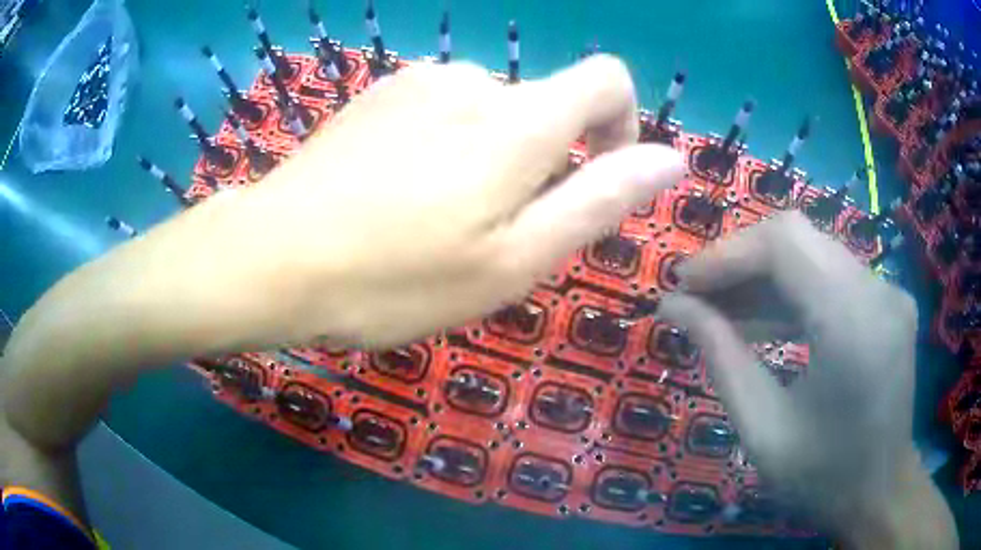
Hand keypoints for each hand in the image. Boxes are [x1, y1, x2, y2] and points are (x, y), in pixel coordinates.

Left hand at [2, 55, 682, 448]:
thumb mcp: (512, 260)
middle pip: (544, 110)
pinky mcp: (378, 97)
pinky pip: (443, 114)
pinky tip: (399, 199)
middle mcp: (472, 82)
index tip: (595, 175)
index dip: (621, 123)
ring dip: (491, 165)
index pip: (606, 78)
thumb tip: (669, 159)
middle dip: (541, 169)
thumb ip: (599, 199)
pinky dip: (448, 152)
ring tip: (436, 227)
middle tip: (487, 239)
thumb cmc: (391, 277)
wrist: (268, 259)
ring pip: (491, 116)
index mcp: (516, 120)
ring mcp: (417, 84)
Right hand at [659, 212, 955, 547]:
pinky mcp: (888, 301)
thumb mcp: (762, 430)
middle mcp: (878, 292)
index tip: (685, 283)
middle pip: (799, 238)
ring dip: (765, 277)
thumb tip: (674, 307)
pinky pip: (833, 277)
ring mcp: (888, 293)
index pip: (785, 243)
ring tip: (723, 311)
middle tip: (699, 296)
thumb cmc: (821, 477)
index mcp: (852, 324)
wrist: (880, 492)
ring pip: (814, 254)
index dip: (729, 253)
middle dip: (742, 261)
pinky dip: (794, 292)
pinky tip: (765, 321)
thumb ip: (721, 358)